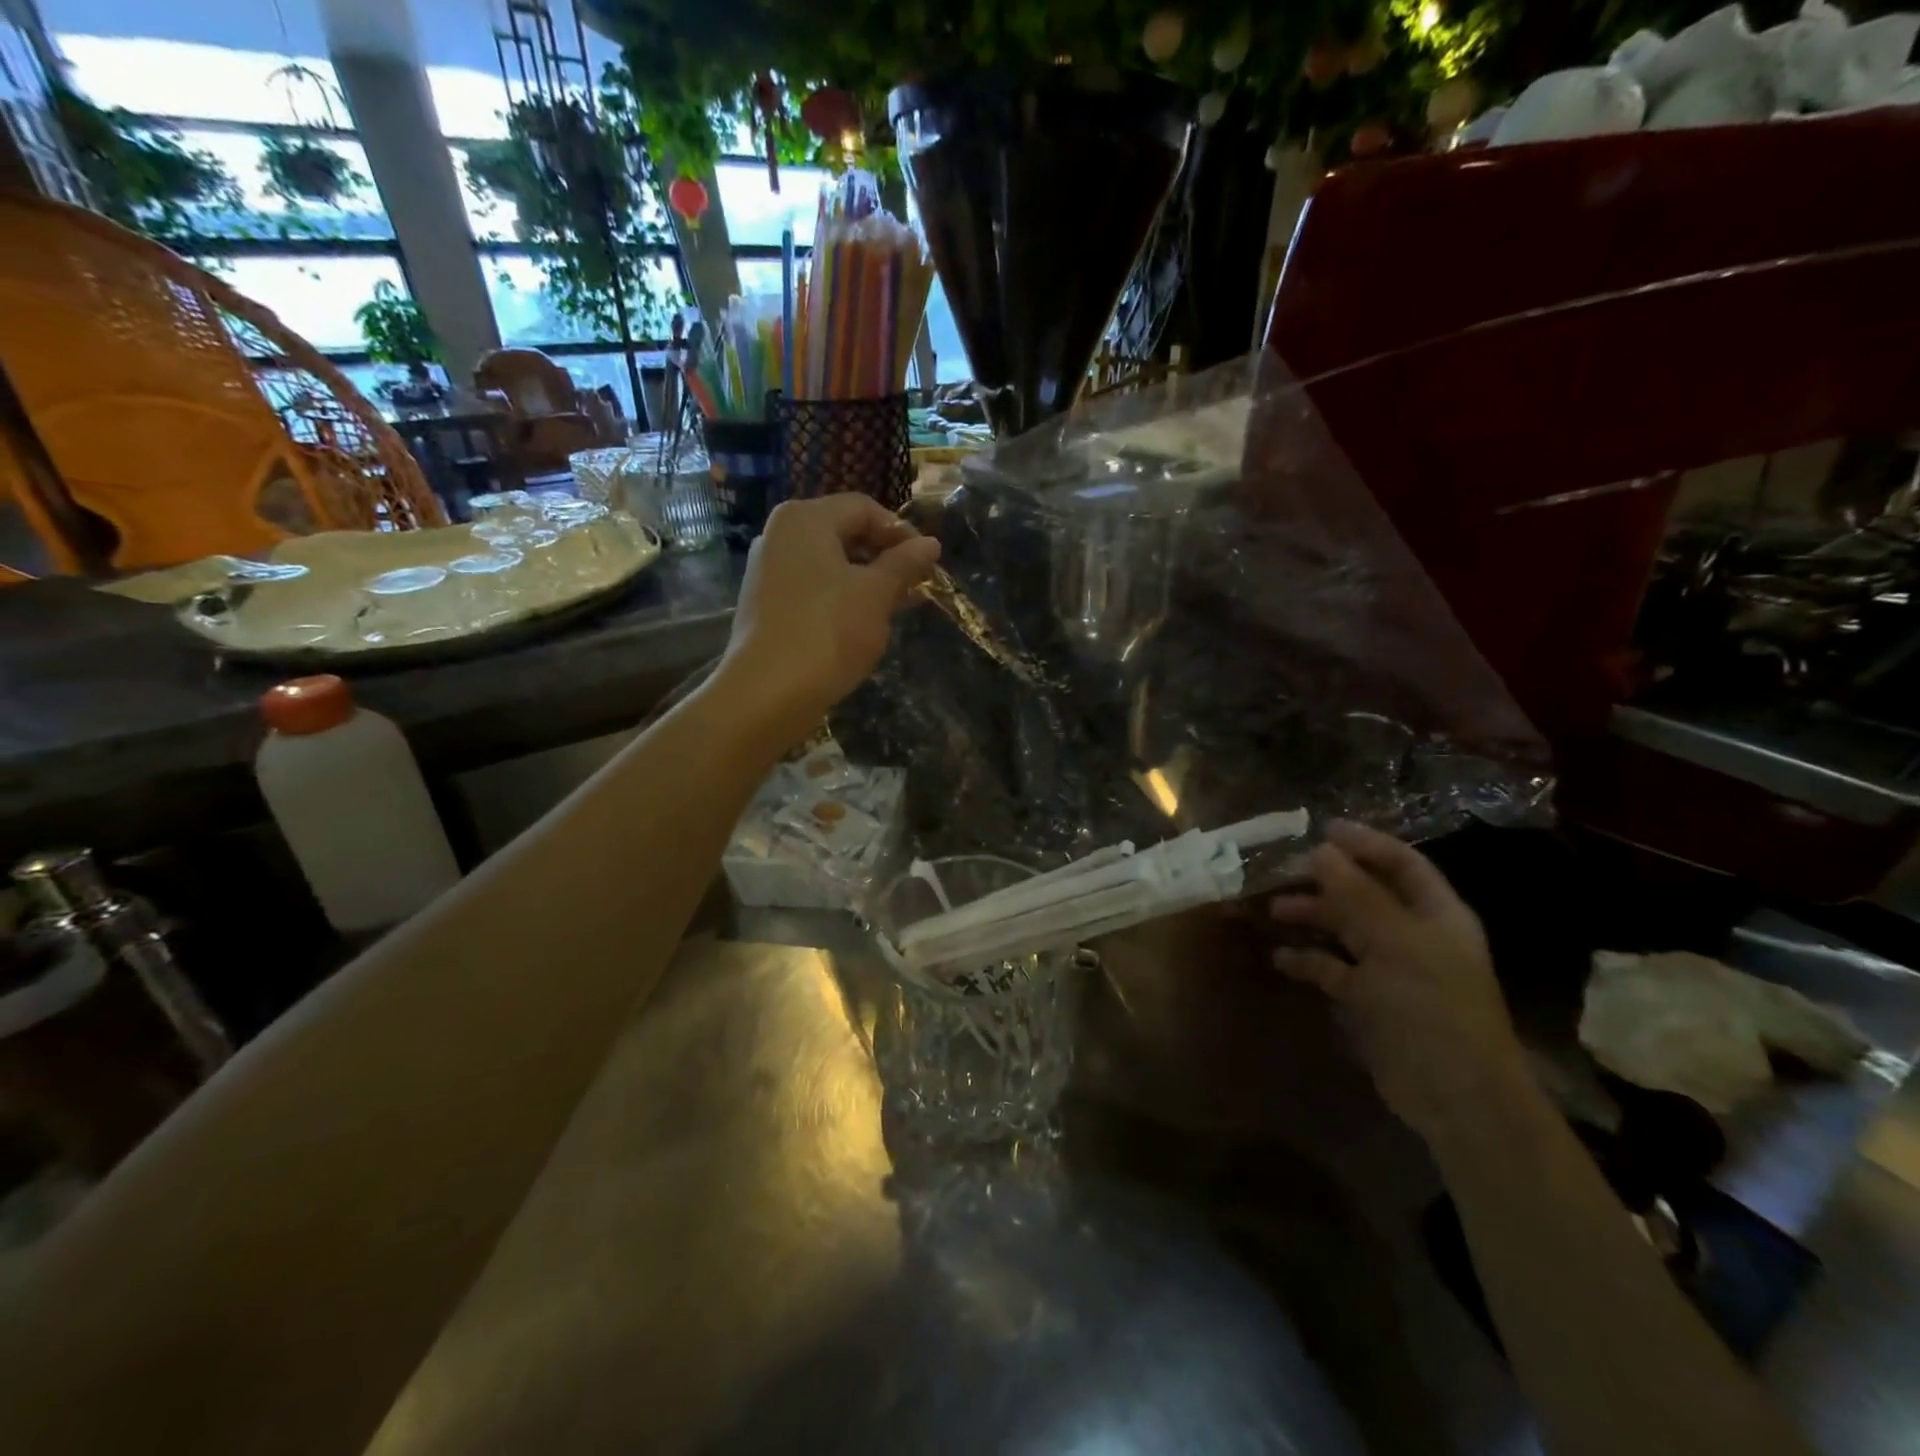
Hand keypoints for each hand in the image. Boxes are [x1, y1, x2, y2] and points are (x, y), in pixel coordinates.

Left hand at [714, 495, 940, 747]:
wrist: (768, 692)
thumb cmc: (828, 632)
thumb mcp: (876, 594)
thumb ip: (904, 564)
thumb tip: (930, 543)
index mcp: (805, 518)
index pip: (864, 508)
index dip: (901, 532)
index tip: (927, 562)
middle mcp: (780, 535)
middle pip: (844, 533)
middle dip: (885, 557)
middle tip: (916, 586)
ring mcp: (768, 570)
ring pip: (830, 564)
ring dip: (867, 580)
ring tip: (898, 607)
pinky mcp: (766, 604)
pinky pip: (813, 588)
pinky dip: (842, 598)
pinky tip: (863, 624)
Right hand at [1269, 822, 1528, 1143]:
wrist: (1455, 1096)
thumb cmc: (1432, 1007)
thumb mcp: (1394, 943)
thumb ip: (1356, 895)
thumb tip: (1321, 850)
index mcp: (1436, 915)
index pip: (1402, 864)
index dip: (1365, 844)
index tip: (1321, 830)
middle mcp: (1414, 936)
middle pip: (1366, 894)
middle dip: (1326, 882)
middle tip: (1283, 873)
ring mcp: (1391, 969)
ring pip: (1346, 930)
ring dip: (1312, 917)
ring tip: (1275, 911)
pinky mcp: (1370, 1001)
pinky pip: (1333, 969)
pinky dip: (1308, 961)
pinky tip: (1281, 959)